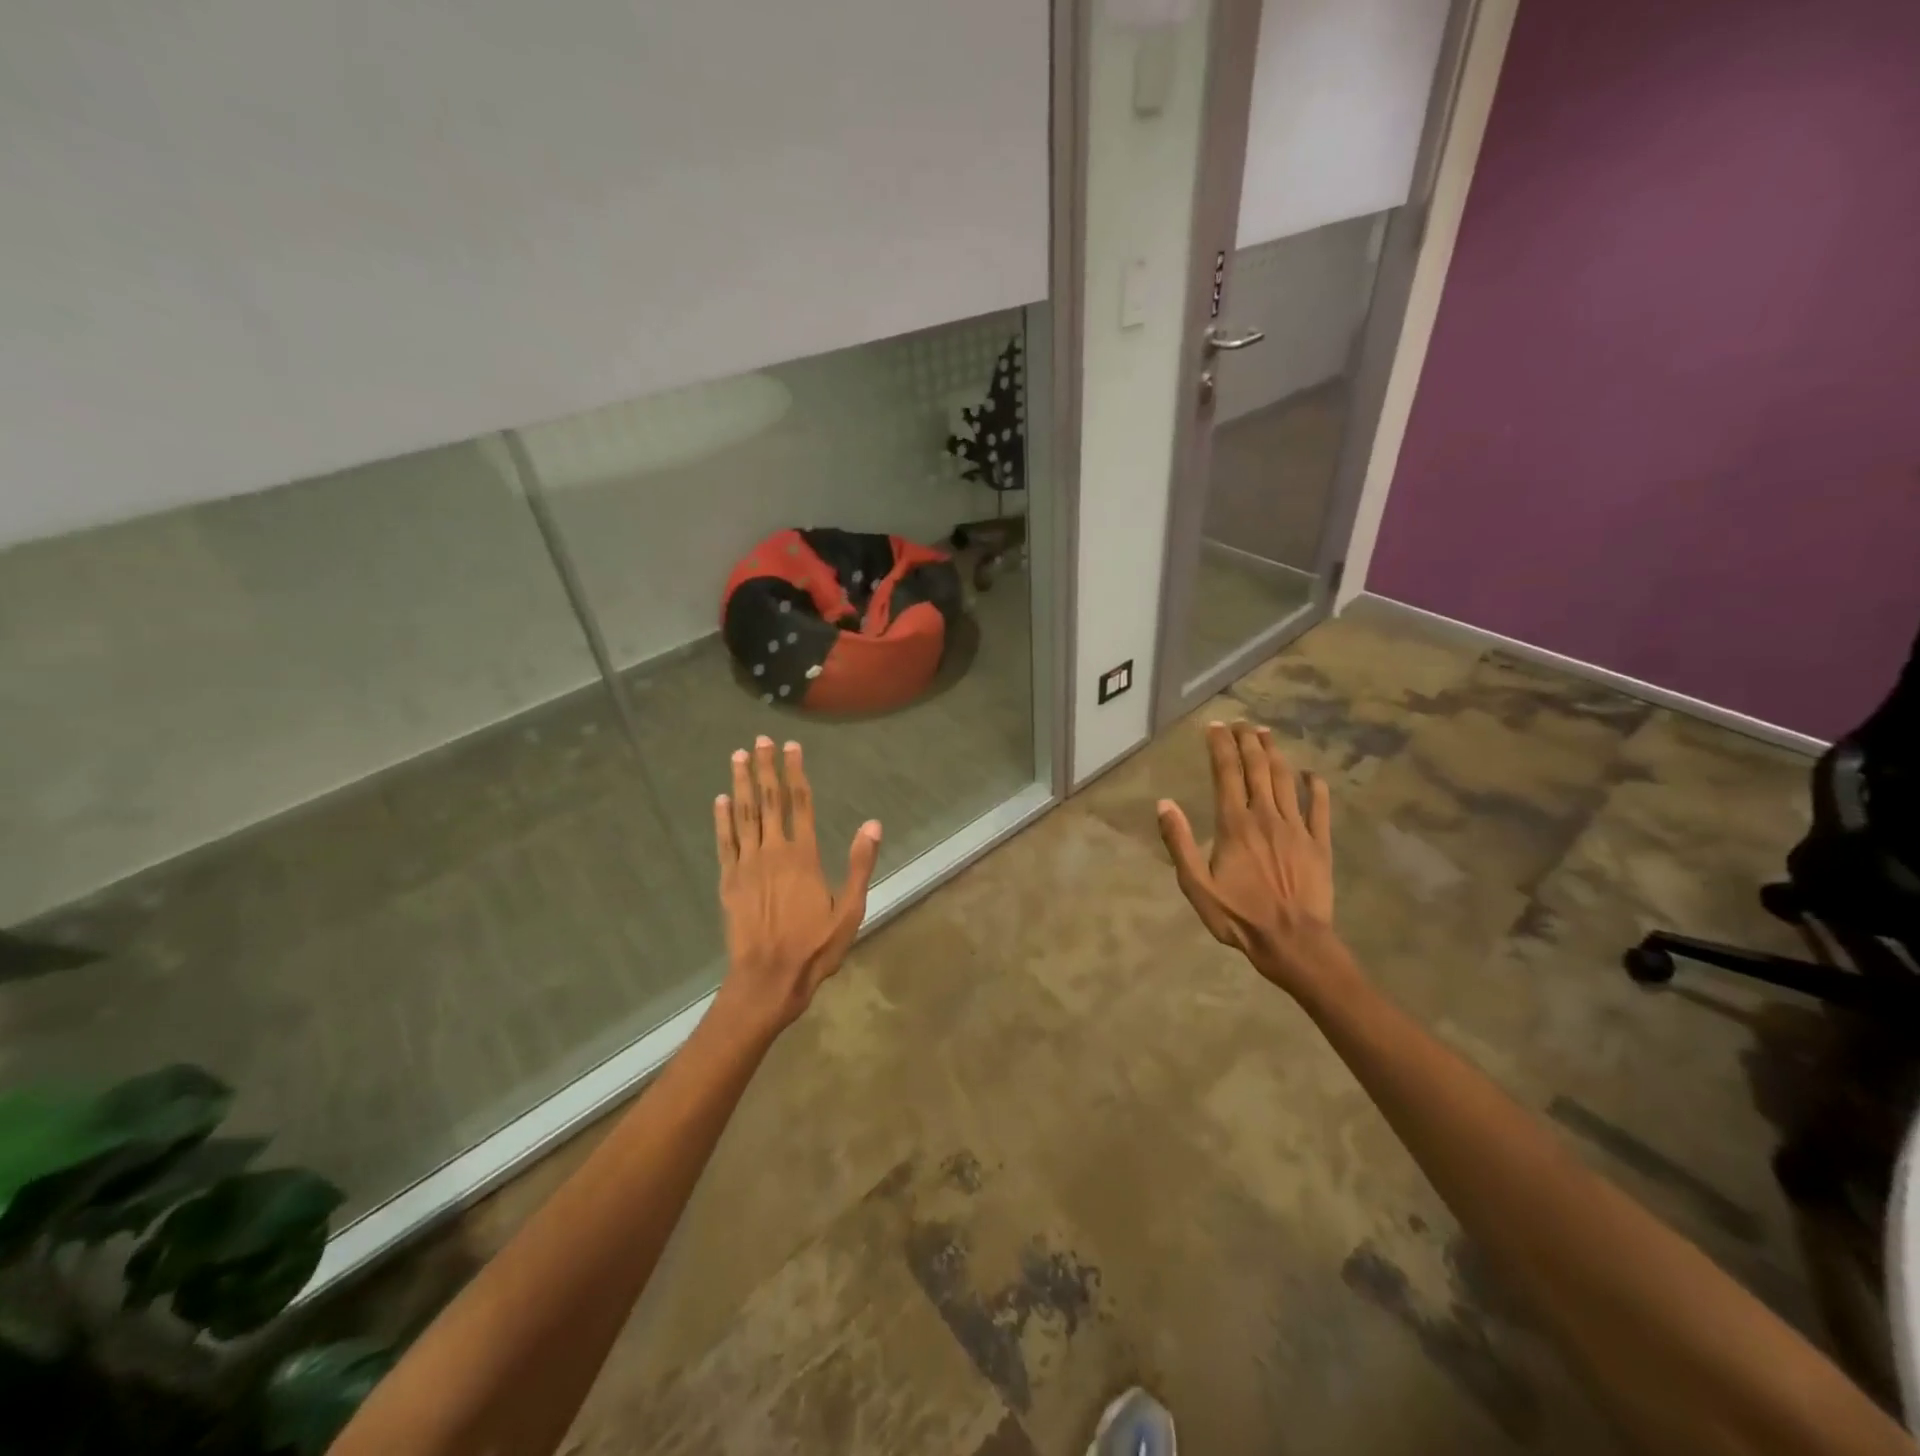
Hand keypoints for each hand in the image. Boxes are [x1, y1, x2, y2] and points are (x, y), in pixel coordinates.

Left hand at [711, 736, 881, 1036]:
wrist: (768, 978)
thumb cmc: (815, 946)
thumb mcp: (850, 909)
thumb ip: (860, 864)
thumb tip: (873, 824)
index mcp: (803, 856)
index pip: (800, 804)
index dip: (795, 773)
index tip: (791, 748)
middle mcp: (773, 852)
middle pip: (768, 801)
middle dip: (765, 768)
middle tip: (760, 740)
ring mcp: (746, 865)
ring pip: (743, 815)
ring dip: (740, 784)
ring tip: (738, 757)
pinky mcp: (728, 881)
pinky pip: (724, 842)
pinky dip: (722, 819)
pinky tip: (720, 800)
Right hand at [1156, 720, 1347, 997]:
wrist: (1293, 942)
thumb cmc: (1239, 916)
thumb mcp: (1196, 885)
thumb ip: (1179, 843)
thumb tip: (1164, 804)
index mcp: (1234, 824)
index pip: (1226, 774)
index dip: (1220, 746)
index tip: (1214, 727)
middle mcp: (1266, 817)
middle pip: (1257, 768)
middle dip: (1247, 741)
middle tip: (1240, 722)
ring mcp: (1297, 828)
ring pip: (1285, 780)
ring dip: (1275, 753)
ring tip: (1266, 734)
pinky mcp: (1320, 843)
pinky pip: (1319, 807)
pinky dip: (1315, 787)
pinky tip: (1311, 774)